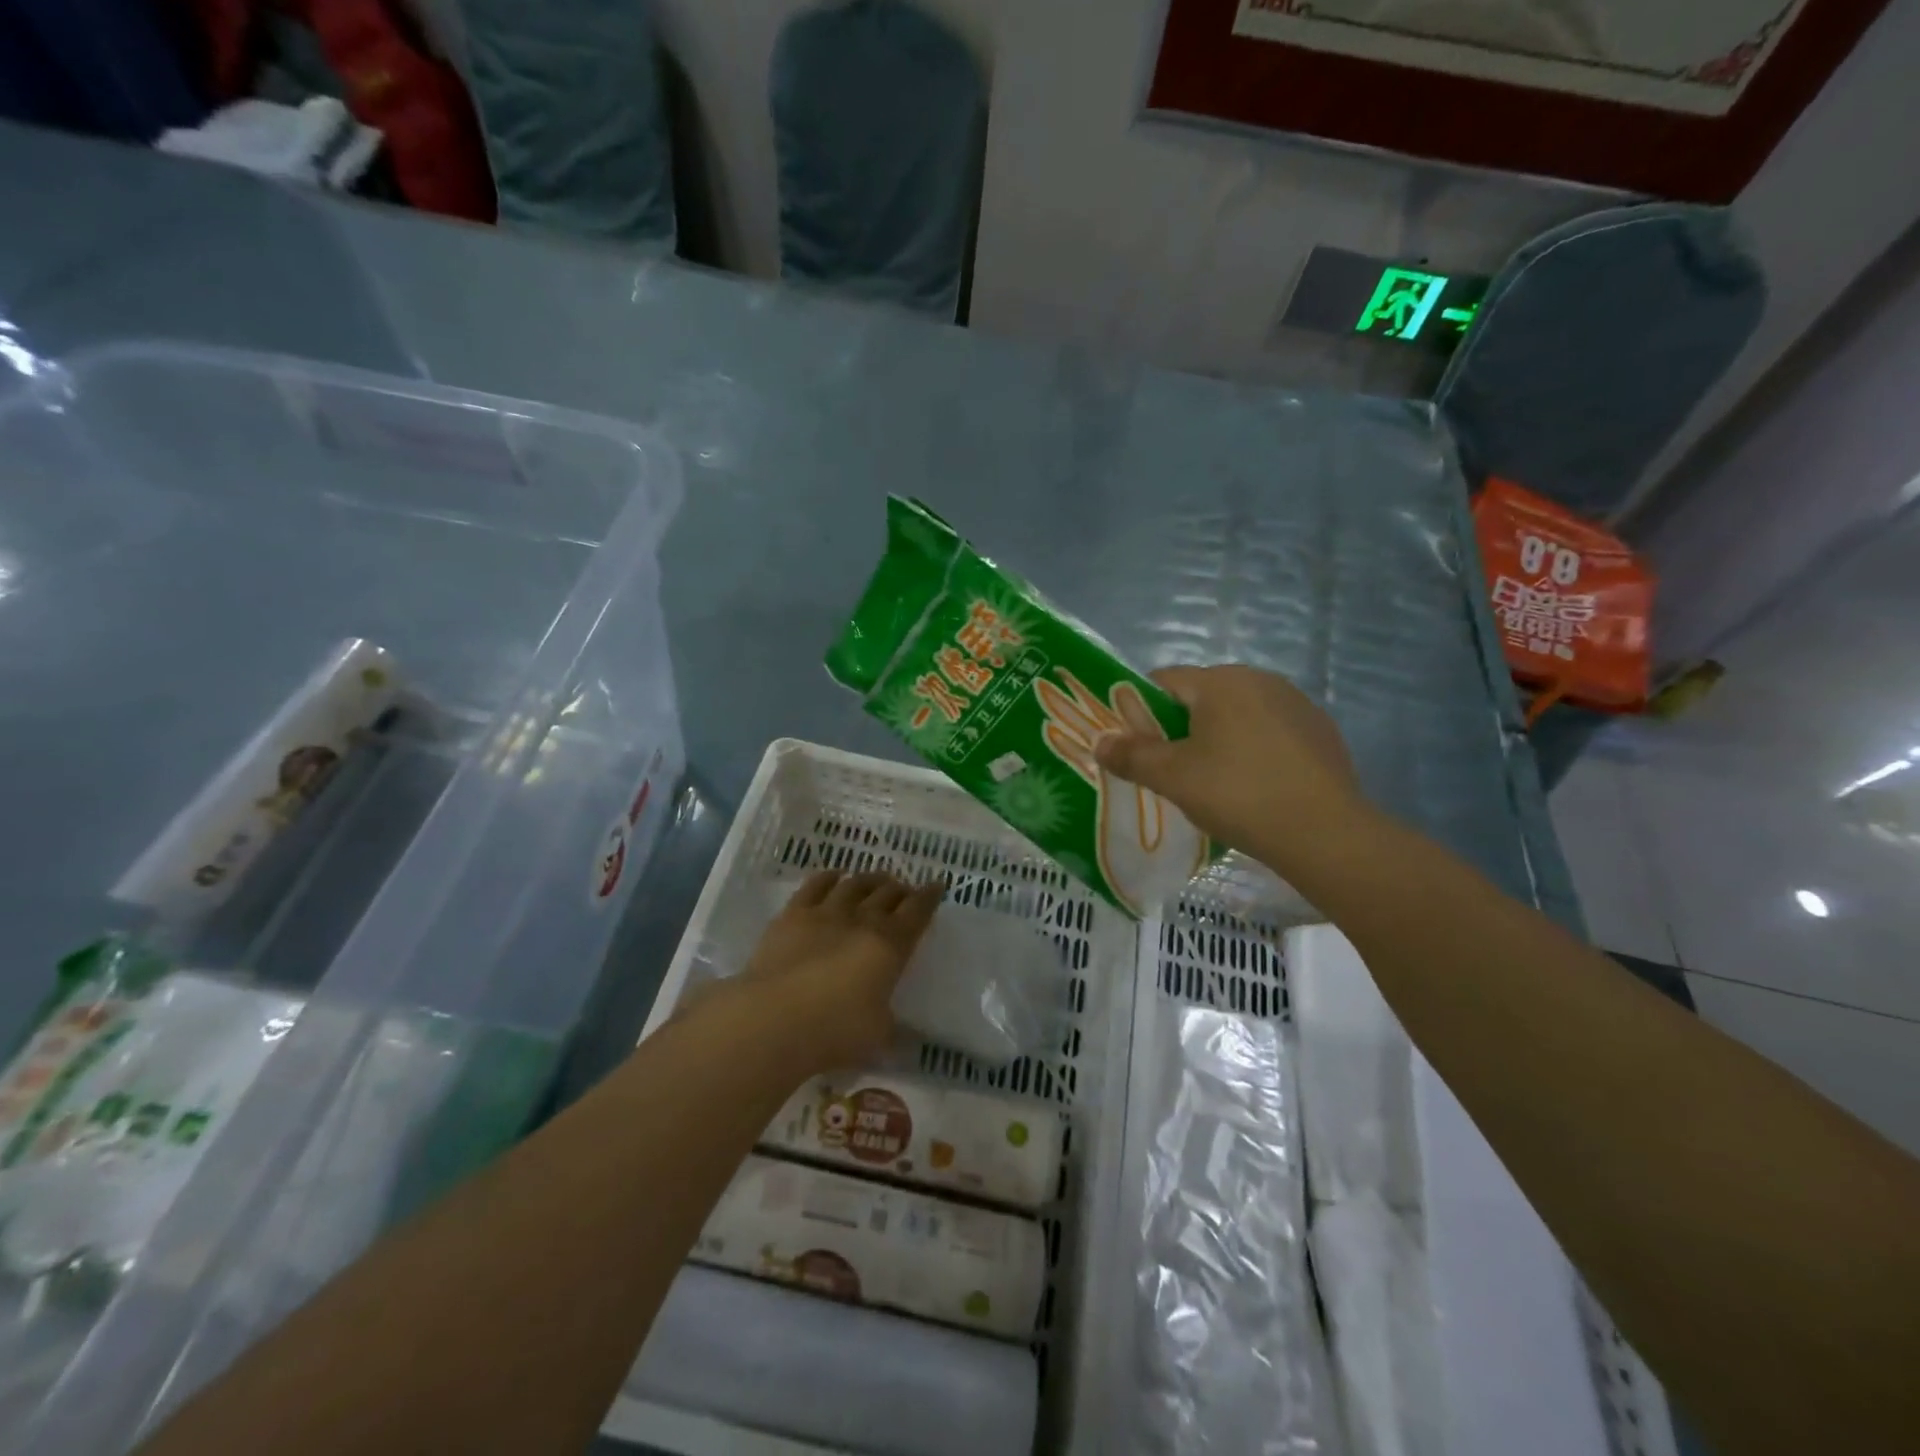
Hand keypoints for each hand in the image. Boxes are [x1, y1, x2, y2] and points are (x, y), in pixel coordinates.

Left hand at [729, 870, 944, 1070]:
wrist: (775, 1017)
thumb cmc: (835, 1030)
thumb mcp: (878, 1035)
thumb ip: (889, 1023)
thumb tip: (893, 1024)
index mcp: (890, 945)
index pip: (917, 912)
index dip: (930, 897)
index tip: (937, 886)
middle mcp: (862, 920)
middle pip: (888, 893)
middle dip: (900, 889)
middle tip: (905, 891)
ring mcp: (826, 913)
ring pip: (855, 884)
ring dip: (870, 879)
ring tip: (876, 879)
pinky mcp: (793, 915)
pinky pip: (815, 886)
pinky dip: (829, 877)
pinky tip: (835, 876)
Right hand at [1092, 665, 1368, 876]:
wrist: (1325, 834)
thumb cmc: (1238, 795)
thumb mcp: (1173, 778)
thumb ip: (1131, 755)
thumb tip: (1099, 742)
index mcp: (1221, 681)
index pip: (1163, 681)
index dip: (1138, 710)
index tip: (1134, 746)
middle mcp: (1260, 680)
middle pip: (1200, 698)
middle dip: (1179, 728)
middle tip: (1169, 770)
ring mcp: (1296, 704)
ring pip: (1236, 716)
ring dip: (1216, 740)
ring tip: (1212, 784)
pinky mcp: (1320, 732)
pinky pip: (1269, 733)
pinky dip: (1252, 751)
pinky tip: (1253, 788)